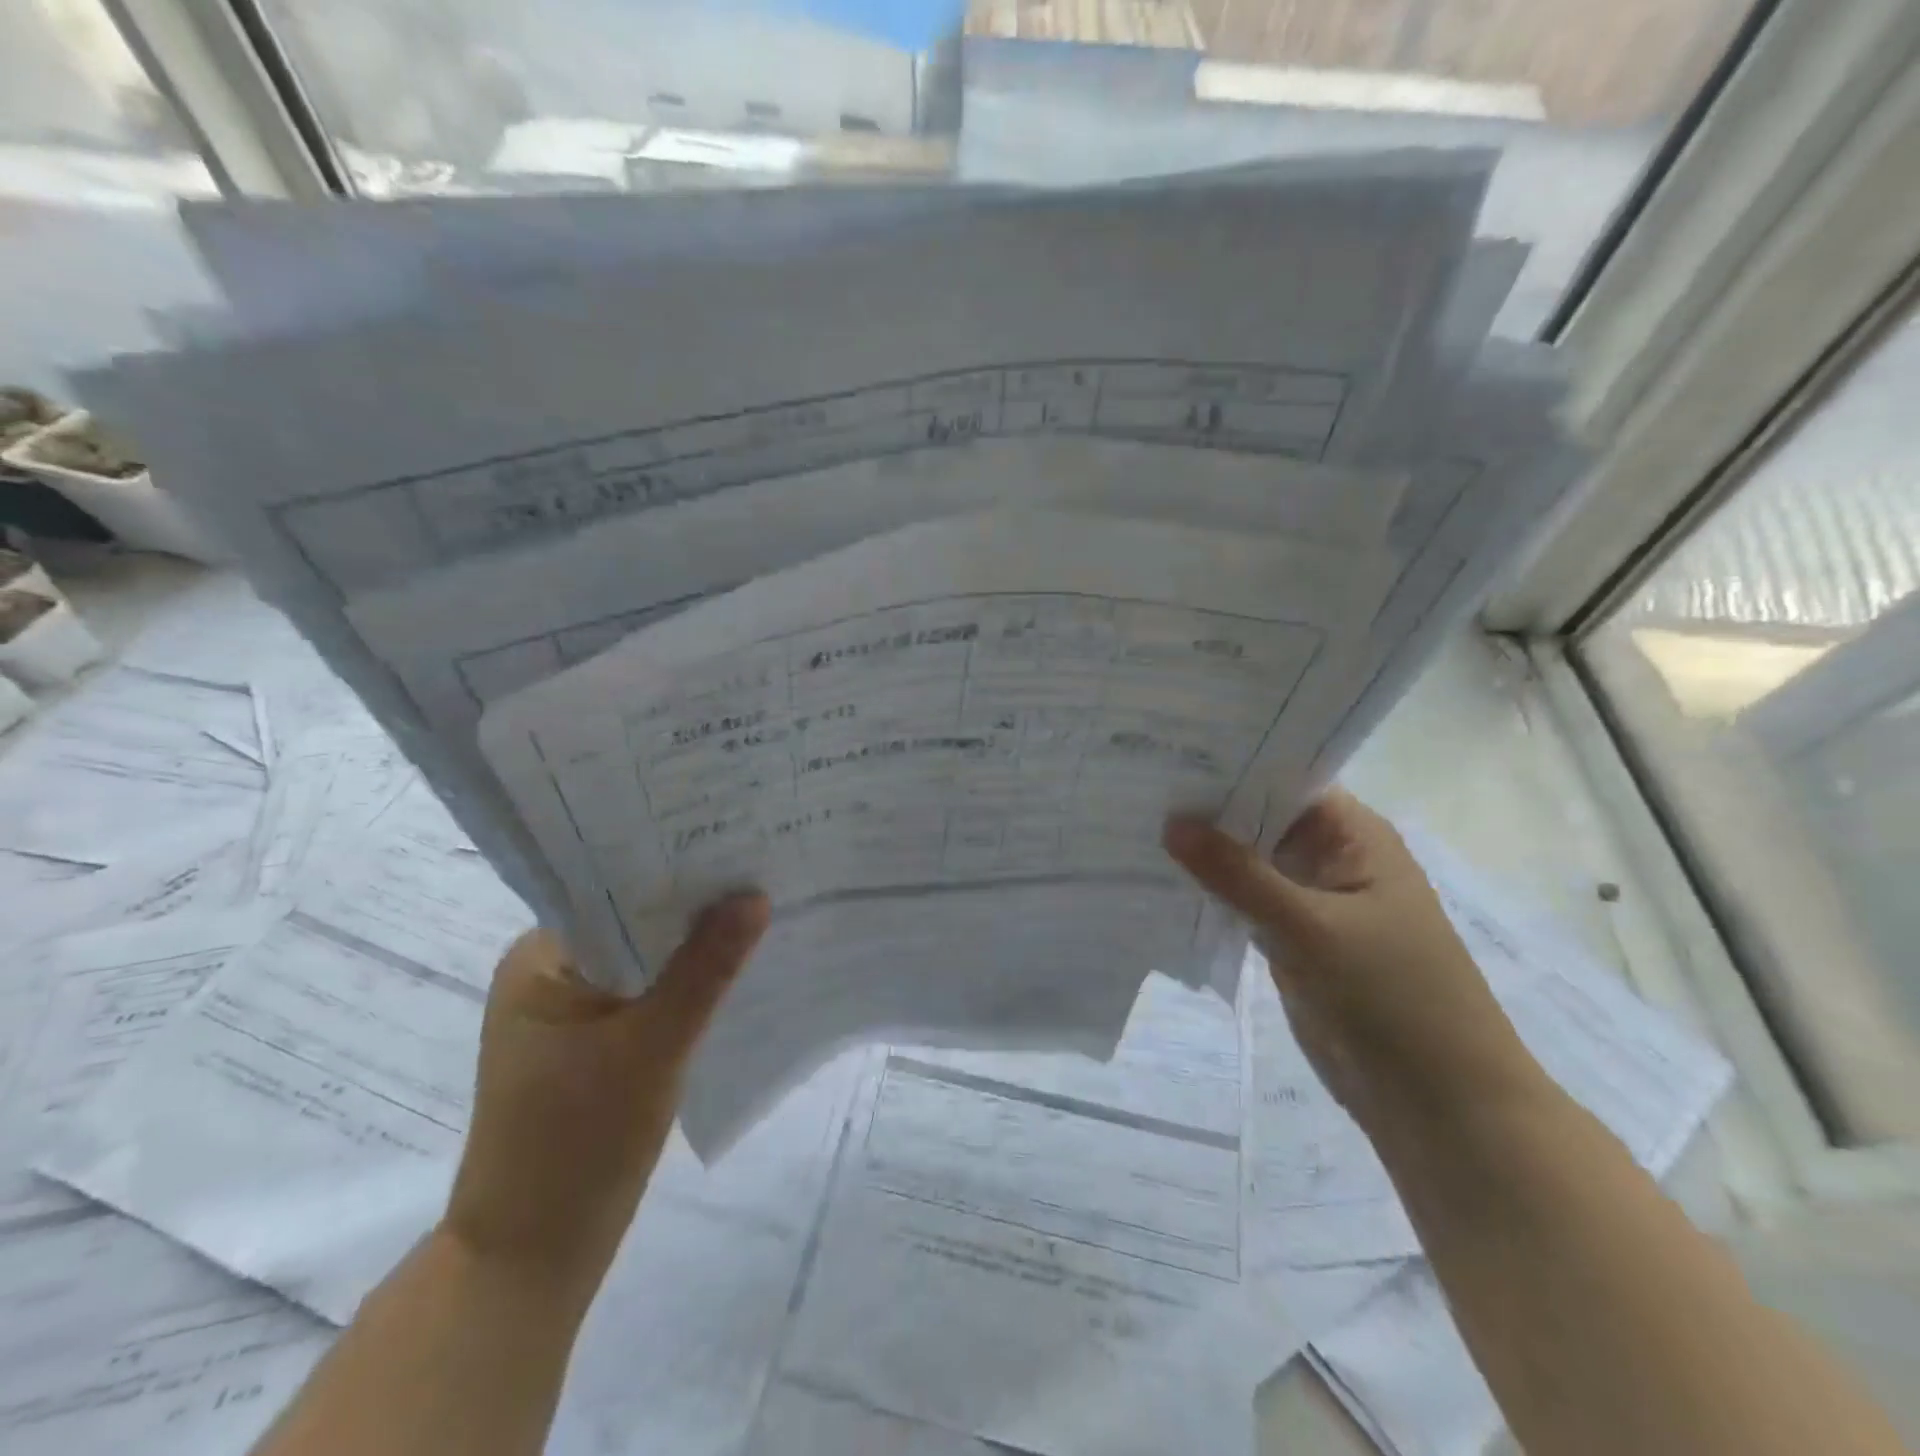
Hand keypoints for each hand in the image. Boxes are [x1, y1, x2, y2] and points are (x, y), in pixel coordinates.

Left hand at [441, 894, 769, 1287]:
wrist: (529, 1263)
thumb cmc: (577, 1143)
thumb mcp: (652, 1047)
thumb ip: (706, 969)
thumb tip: (755, 894)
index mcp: (539, 961)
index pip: (612, 889)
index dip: (674, 867)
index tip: (733, 843)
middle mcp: (550, 976)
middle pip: (632, 924)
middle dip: (693, 906)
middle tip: (760, 869)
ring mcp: (572, 1015)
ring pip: (645, 961)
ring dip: (693, 947)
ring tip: (759, 908)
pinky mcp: (594, 1047)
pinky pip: (648, 995)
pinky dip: (686, 984)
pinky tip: (734, 971)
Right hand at [1165, 792, 1546, 1130]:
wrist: (1439, 1104)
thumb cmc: (1393, 997)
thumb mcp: (1311, 927)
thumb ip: (1238, 874)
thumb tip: (1172, 822)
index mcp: (1354, 836)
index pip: (1284, 780)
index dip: (1230, 765)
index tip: (1169, 754)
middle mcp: (1331, 858)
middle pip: (1260, 820)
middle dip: (1206, 809)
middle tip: (1137, 787)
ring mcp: (1310, 902)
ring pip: (1248, 864)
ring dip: (1203, 854)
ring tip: (1134, 825)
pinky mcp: (1292, 941)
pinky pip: (1244, 905)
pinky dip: (1210, 894)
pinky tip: (1160, 880)